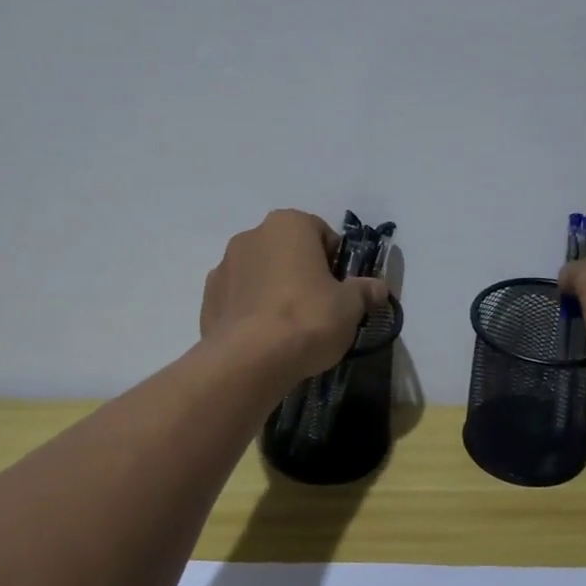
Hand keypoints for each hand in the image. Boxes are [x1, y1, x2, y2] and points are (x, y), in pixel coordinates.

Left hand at [200, 210, 388, 382]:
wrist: (248, 361)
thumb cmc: (307, 319)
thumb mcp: (349, 307)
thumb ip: (364, 292)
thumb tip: (378, 288)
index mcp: (289, 224)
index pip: (322, 234)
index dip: (336, 262)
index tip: (342, 290)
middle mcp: (252, 235)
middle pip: (288, 251)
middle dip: (303, 273)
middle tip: (320, 308)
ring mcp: (223, 266)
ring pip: (261, 274)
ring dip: (275, 291)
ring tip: (290, 328)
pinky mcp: (207, 298)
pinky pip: (239, 298)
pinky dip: (252, 311)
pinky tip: (265, 338)